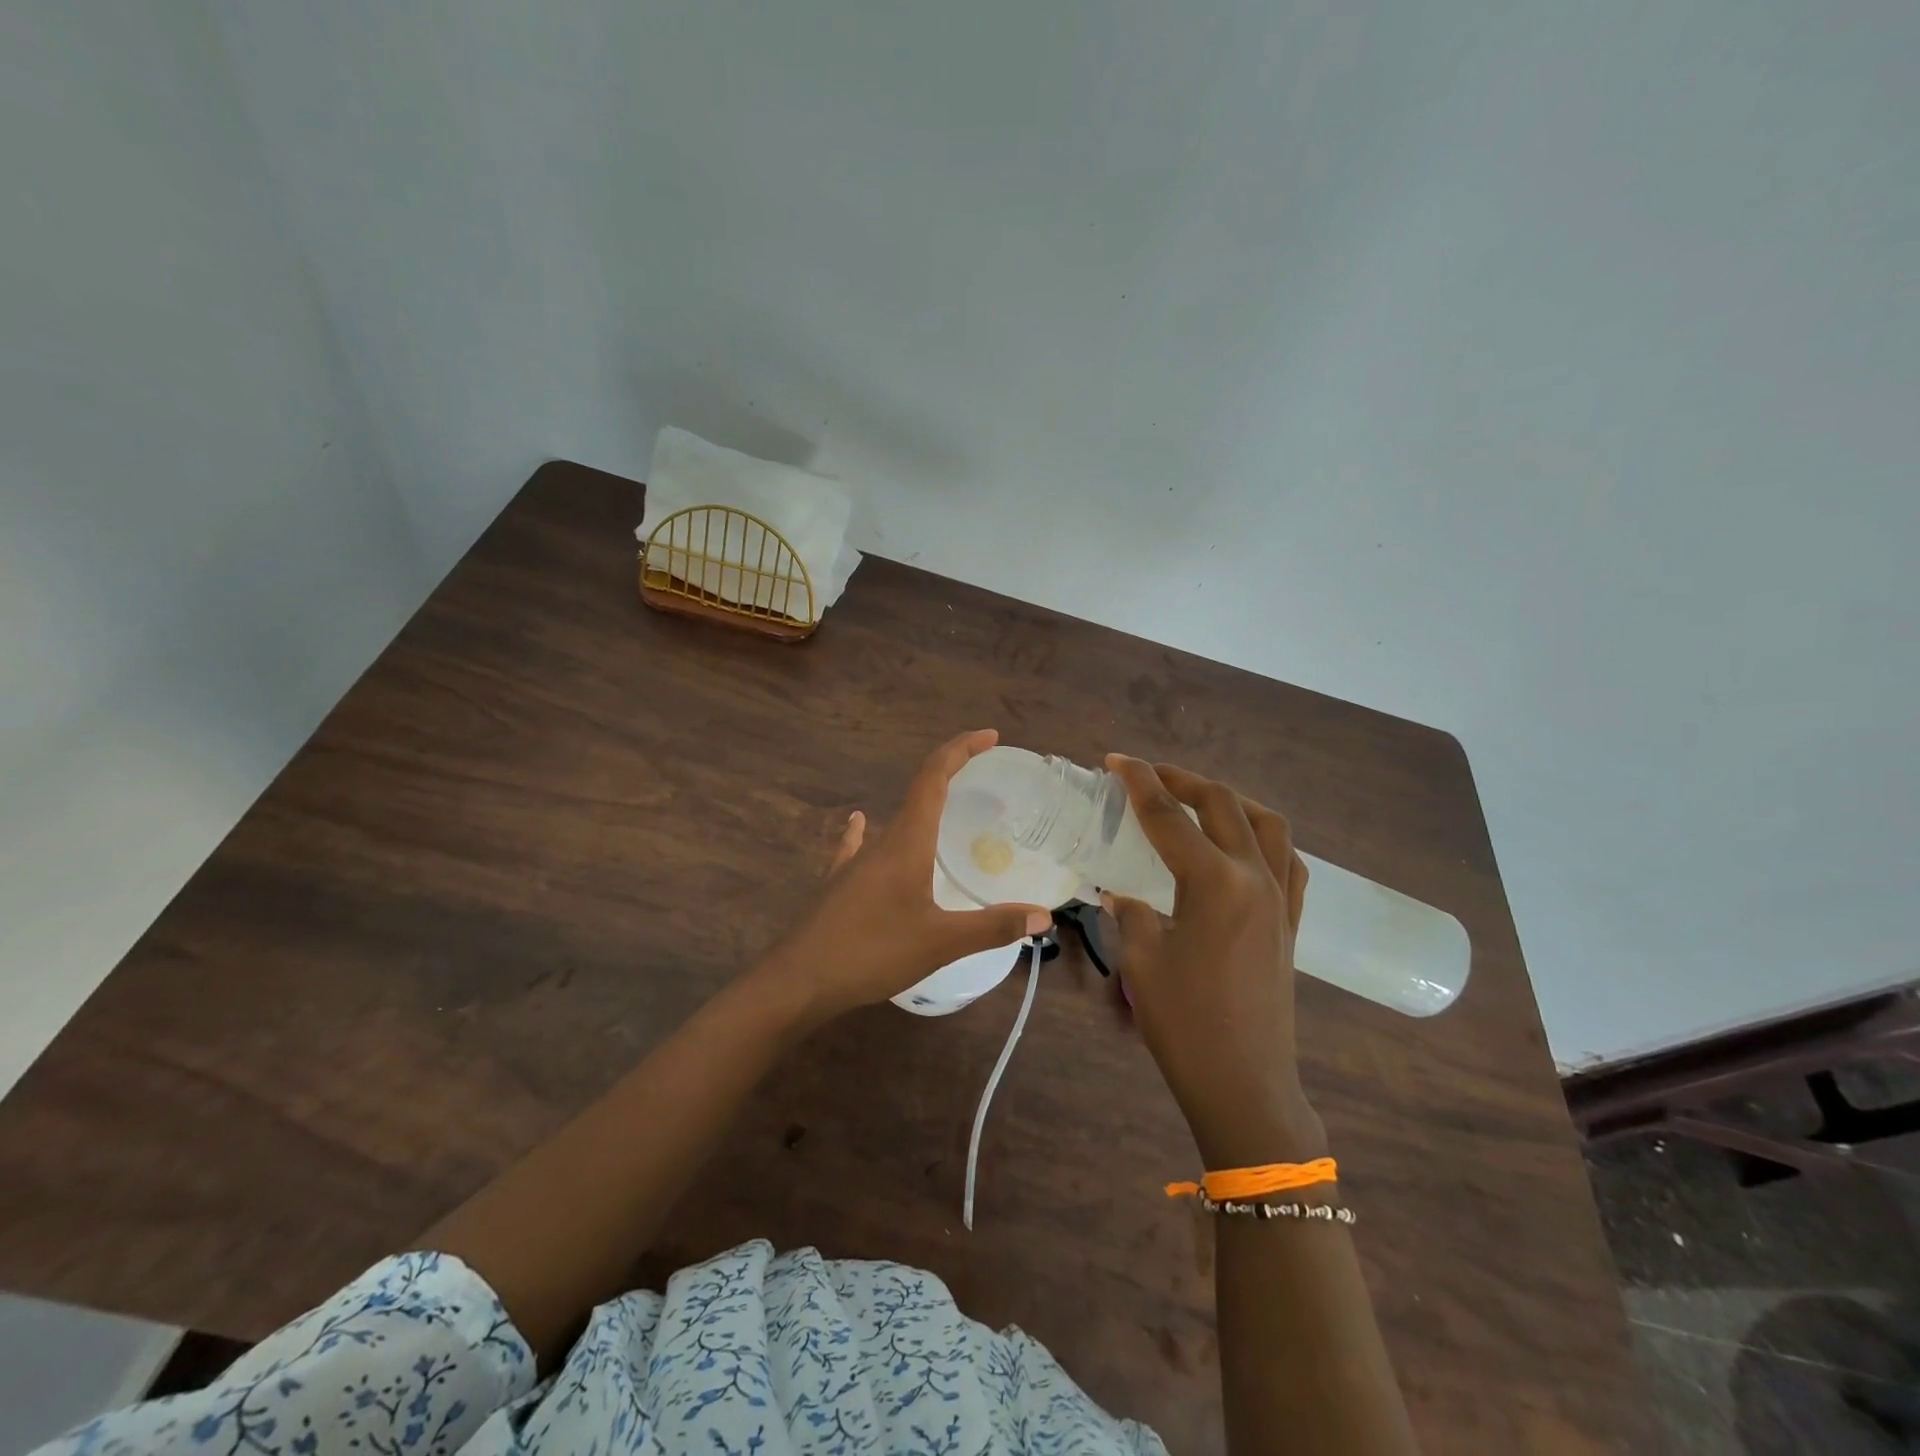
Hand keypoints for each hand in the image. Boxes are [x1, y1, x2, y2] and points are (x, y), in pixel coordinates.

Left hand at [755, 730, 1052, 1021]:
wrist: (799, 980)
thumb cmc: (872, 952)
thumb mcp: (941, 942)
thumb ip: (993, 927)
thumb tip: (1043, 916)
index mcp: (906, 841)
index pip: (934, 777)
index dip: (961, 750)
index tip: (989, 736)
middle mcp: (880, 841)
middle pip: (918, 791)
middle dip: (950, 773)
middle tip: (983, 773)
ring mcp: (855, 862)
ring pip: (894, 820)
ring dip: (922, 804)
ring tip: (945, 808)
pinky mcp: (839, 884)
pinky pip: (859, 846)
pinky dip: (868, 830)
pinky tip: (861, 825)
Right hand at [1102, 755, 1325, 1167]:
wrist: (1244, 1084)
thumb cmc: (1185, 1025)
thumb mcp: (1142, 961)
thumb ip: (1131, 913)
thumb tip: (1122, 893)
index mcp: (1214, 883)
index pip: (1168, 816)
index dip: (1138, 782)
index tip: (1115, 760)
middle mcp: (1255, 878)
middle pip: (1221, 805)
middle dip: (1181, 780)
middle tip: (1146, 775)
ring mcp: (1281, 899)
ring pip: (1266, 824)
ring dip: (1229, 800)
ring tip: (1196, 800)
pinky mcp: (1292, 922)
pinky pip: (1287, 861)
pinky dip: (1263, 838)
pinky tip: (1241, 846)